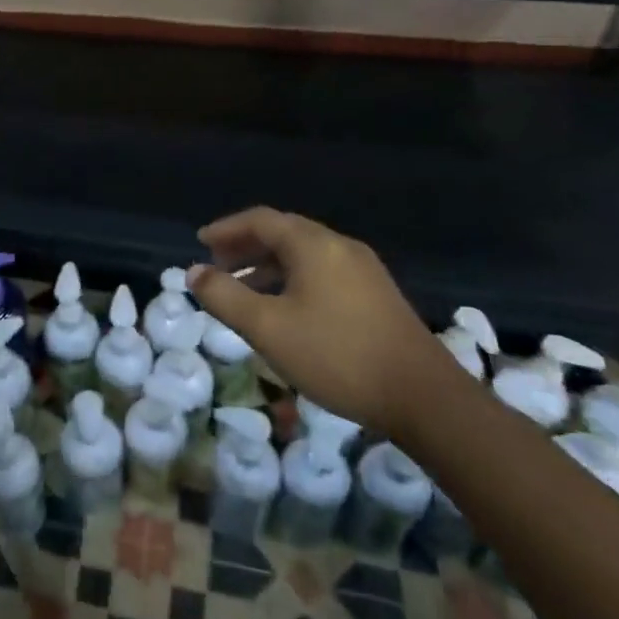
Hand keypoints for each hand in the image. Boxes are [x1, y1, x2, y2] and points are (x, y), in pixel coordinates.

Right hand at [188, 207, 448, 435]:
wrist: (425, 399)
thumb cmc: (337, 355)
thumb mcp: (268, 328)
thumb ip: (225, 297)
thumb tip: (192, 273)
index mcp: (313, 244)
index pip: (260, 220)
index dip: (226, 229)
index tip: (200, 243)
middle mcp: (339, 246)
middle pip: (283, 233)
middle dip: (246, 246)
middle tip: (217, 266)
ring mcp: (363, 270)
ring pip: (304, 255)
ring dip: (268, 265)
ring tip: (243, 290)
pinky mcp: (377, 295)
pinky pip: (322, 272)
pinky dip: (292, 279)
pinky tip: (285, 309)